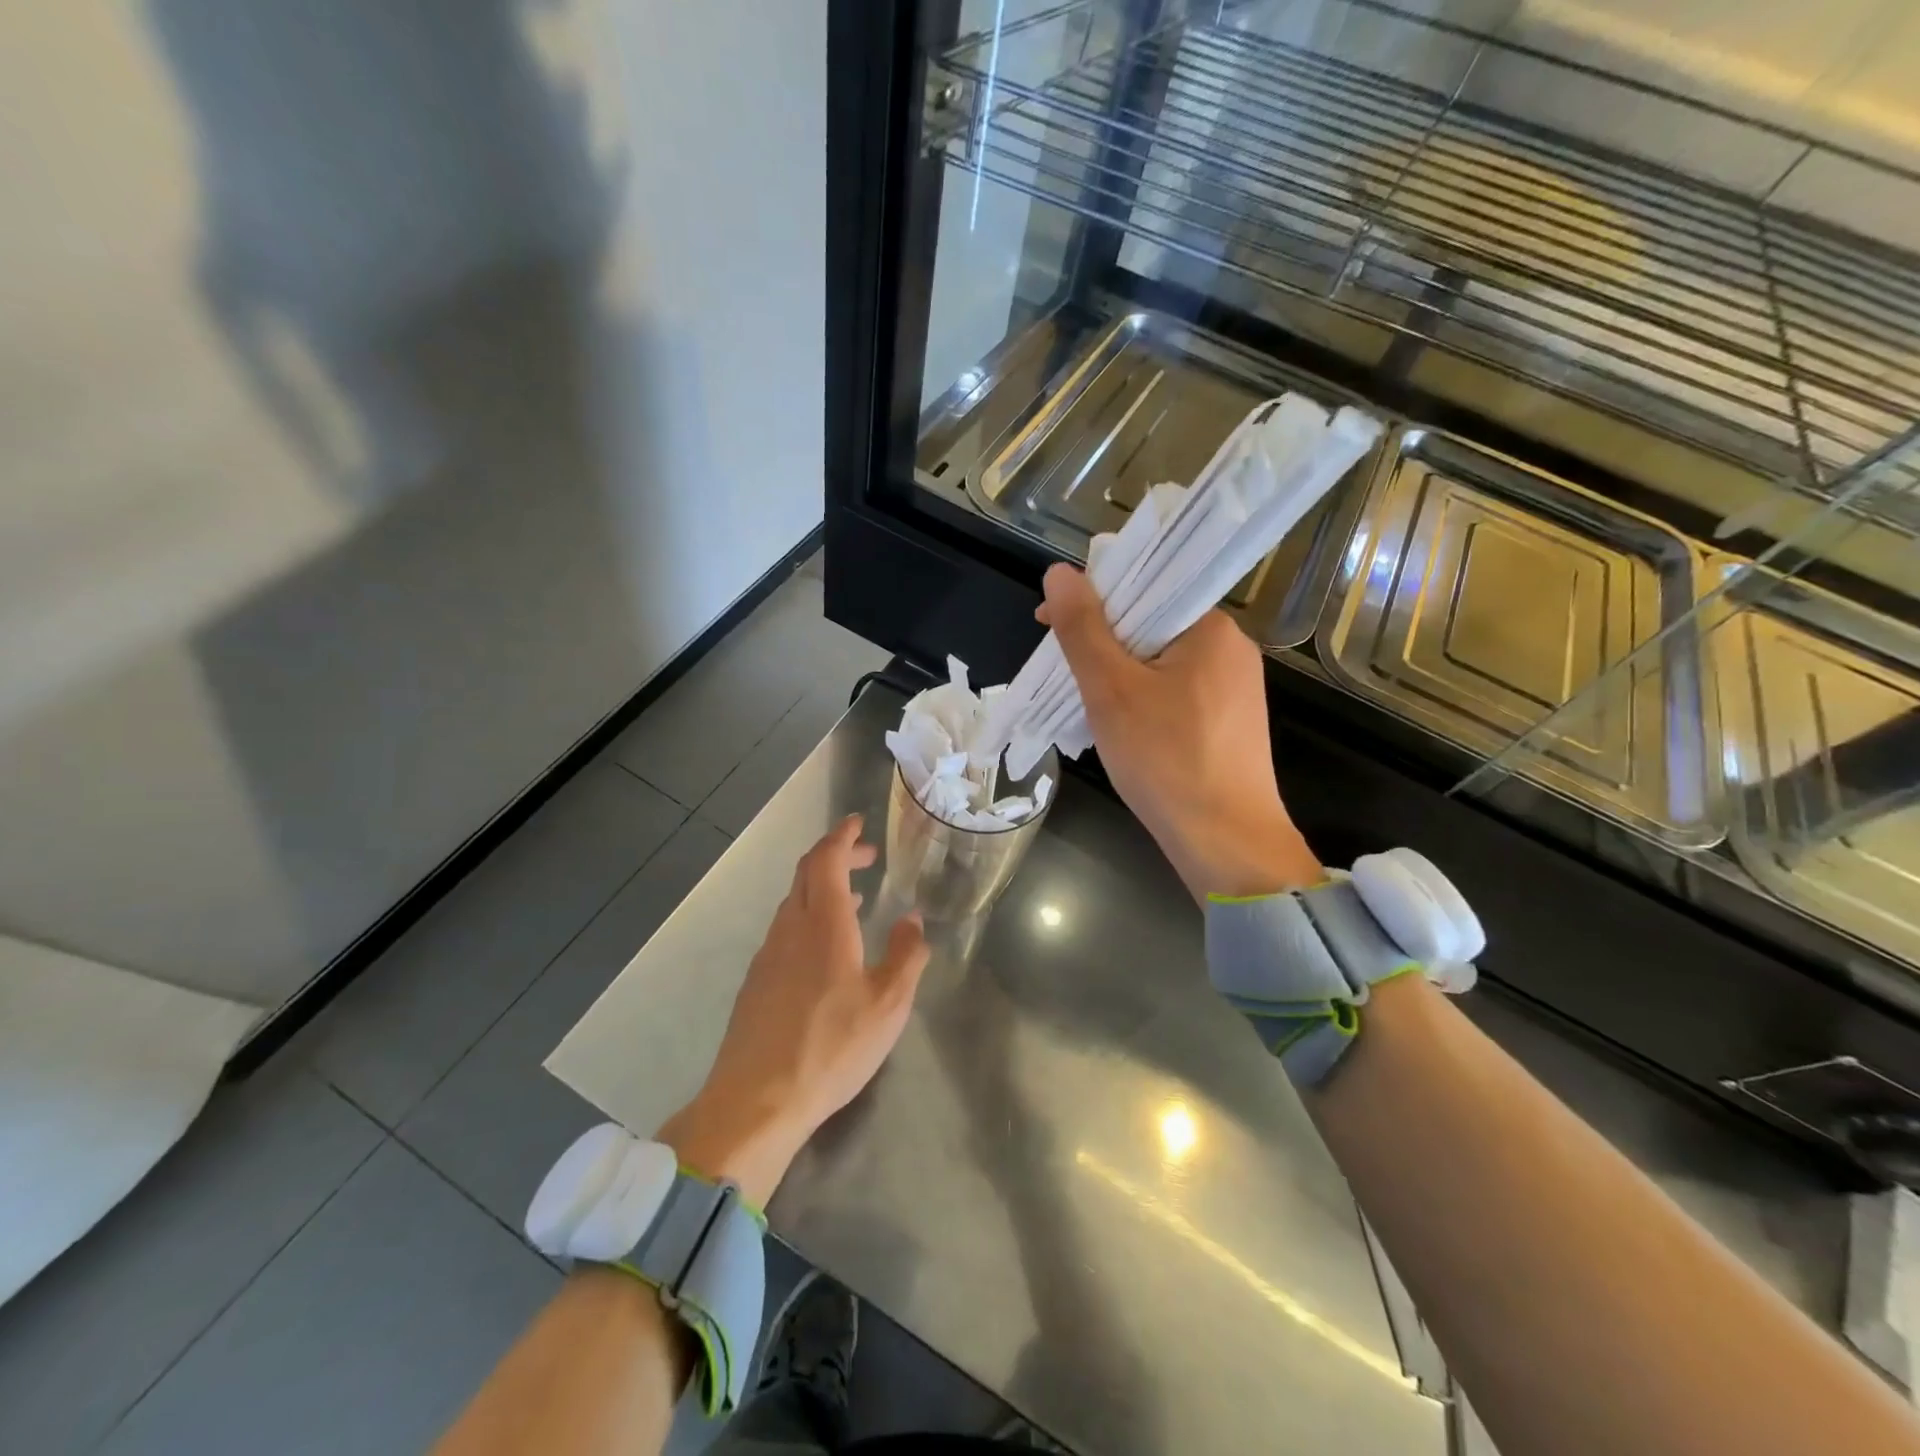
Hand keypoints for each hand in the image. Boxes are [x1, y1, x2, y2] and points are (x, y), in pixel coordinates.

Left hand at [658, 815, 929, 1205]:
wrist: (757, 1101)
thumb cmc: (831, 1047)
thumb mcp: (888, 1004)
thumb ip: (906, 956)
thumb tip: (912, 920)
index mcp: (822, 924)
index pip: (825, 860)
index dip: (841, 836)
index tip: (858, 823)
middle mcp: (790, 929)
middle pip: (806, 874)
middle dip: (835, 856)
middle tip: (866, 857)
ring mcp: (768, 955)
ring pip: (793, 902)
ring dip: (822, 888)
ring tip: (853, 899)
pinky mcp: (757, 981)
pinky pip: (785, 929)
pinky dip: (809, 916)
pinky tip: (825, 947)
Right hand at [1038, 563, 1321, 900]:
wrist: (1225, 843)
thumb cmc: (1166, 759)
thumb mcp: (1111, 689)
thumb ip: (1083, 628)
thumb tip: (1059, 573)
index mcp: (1212, 627)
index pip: (1145, 587)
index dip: (1093, 600)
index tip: (1051, 625)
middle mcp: (1232, 649)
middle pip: (1151, 626)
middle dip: (1103, 645)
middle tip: (1065, 676)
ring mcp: (1236, 690)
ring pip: (1161, 664)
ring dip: (1120, 677)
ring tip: (1088, 707)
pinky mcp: (1231, 724)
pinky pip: (1177, 695)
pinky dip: (1144, 702)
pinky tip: (1124, 731)